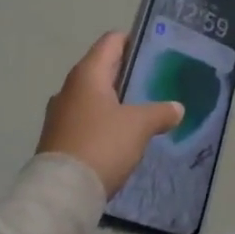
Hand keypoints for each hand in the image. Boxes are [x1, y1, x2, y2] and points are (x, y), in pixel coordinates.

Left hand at [35, 33, 182, 195]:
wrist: (62, 193)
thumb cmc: (102, 144)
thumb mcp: (139, 126)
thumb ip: (161, 112)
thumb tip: (177, 109)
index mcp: (87, 74)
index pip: (112, 41)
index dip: (133, 40)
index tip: (155, 50)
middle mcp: (70, 88)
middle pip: (103, 68)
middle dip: (128, 73)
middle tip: (155, 81)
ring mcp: (60, 114)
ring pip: (94, 96)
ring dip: (116, 99)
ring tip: (143, 109)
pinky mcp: (58, 138)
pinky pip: (87, 119)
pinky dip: (105, 120)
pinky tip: (123, 134)